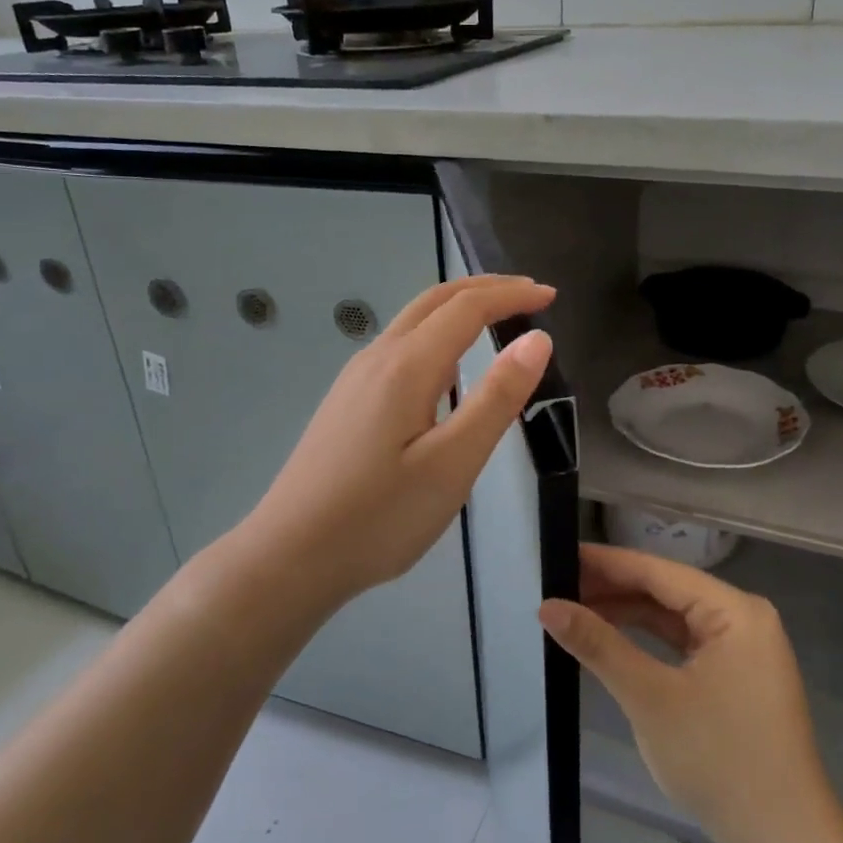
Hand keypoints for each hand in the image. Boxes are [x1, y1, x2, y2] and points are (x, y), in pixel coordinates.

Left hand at [237, 275, 555, 605]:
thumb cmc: (380, 516)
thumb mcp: (453, 463)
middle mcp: (377, 358)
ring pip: (412, 322)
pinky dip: (435, 335)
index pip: (467, 308)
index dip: (511, 296)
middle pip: (435, 301)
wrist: (291, 554)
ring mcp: (355, 379)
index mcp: (406, 366)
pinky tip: (446, 371)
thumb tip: (537, 339)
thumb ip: (496, 398)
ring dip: (458, 309)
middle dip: (485, 288)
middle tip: (530, 295)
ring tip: (497, 321)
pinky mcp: (347, 401)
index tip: (551, 296)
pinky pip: (398, 348)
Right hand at [541, 545, 842, 842]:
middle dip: (613, 589)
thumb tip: (548, 606)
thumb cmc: (720, 762)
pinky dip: (647, 641)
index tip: (559, 555)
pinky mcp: (737, 676)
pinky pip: (684, 643)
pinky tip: (611, 640)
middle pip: (666, 590)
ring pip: (673, 617)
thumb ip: (598, 645)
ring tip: (574, 609)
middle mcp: (744, 618)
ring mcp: (744, 649)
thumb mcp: (650, 698)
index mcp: (735, 611)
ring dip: (627, 614)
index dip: (606, 563)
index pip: (658, 571)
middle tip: (557, 586)